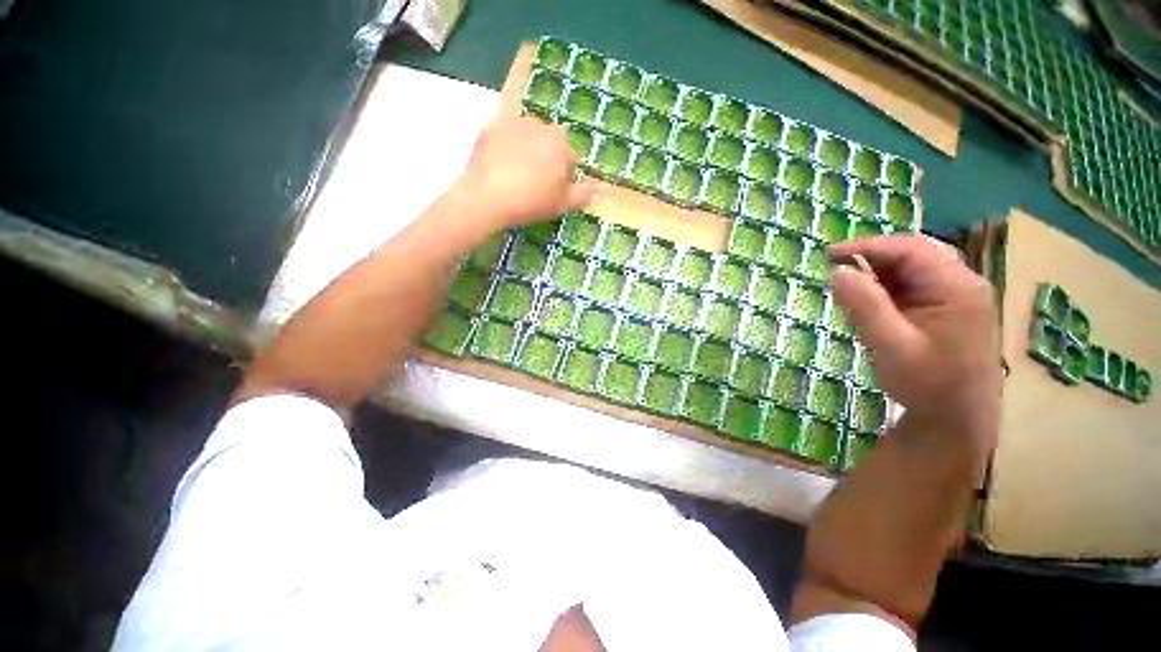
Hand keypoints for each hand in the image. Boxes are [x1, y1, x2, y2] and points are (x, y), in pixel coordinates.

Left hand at [454, 115, 594, 229]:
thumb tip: (598, 189)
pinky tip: (499, 170)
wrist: (486, 197)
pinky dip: (504, 149)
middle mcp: (538, 124)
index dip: (564, 177)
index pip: (569, 159)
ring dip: (526, 152)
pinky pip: (504, 139)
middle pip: (548, 144)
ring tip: (516, 177)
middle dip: (546, 160)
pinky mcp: (489, 129)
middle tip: (535, 185)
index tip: (554, 193)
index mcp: (560, 142)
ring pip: (526, 138)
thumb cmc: (531, 201)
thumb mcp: (562, 204)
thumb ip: (583, 194)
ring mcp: (511, 123)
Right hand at [829, 235, 1000, 451]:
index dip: (866, 246)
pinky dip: (889, 287)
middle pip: (915, 253)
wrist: (957, 419)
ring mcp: (960, 296)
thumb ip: (864, 307)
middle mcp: (963, 284)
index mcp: (957, 288)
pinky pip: (916, 285)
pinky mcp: (951, 309)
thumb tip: (837, 273)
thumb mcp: (890, 346)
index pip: (909, 249)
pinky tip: (873, 302)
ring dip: (880, 272)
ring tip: (850, 287)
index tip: (828, 256)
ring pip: (915, 267)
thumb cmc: (927, 384)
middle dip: (873, 255)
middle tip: (836, 266)